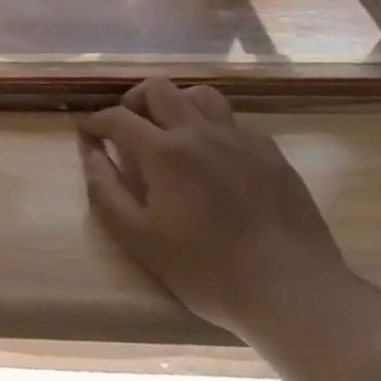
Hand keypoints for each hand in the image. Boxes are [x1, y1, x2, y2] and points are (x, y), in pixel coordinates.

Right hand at [78, 77, 355, 338]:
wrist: (293, 291)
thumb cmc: (207, 270)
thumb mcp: (139, 239)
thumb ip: (106, 191)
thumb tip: (91, 154)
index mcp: (164, 152)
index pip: (117, 118)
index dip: (95, 122)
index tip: (87, 133)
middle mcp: (199, 132)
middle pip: (159, 89)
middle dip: (134, 101)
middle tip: (128, 126)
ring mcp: (240, 139)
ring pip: (200, 94)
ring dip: (177, 104)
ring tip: (171, 131)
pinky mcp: (270, 152)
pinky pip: (234, 121)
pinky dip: (212, 126)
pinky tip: (213, 155)